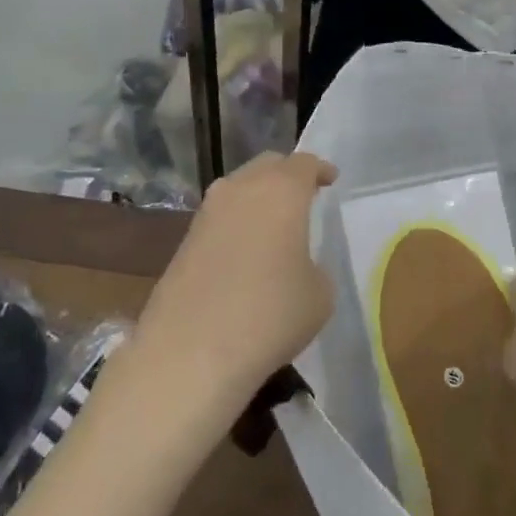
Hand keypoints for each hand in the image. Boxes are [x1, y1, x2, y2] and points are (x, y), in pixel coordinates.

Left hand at [134, 150, 338, 409]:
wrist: (191, 352)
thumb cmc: (270, 314)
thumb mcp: (319, 294)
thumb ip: (314, 266)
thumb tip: (296, 264)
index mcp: (281, 190)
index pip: (305, 163)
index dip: (320, 170)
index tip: (330, 180)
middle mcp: (241, 189)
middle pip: (267, 166)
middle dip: (287, 176)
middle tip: (303, 196)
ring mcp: (207, 212)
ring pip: (239, 189)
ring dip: (258, 199)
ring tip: (274, 225)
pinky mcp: (184, 240)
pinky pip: (220, 218)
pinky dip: (237, 224)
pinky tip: (246, 252)